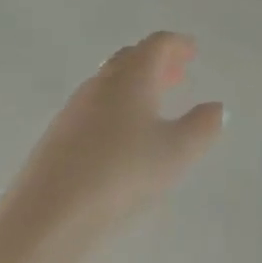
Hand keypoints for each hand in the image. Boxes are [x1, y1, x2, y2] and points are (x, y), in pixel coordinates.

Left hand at [1, 33, 223, 253]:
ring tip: (151, 107)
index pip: (157, 44)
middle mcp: (103, 81)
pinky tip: (119, 139)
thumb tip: (217, 107)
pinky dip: (114, 108)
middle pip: (132, 58)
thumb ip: (202, 127)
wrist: (43, 218)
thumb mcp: (175, 154)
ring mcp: (75, 108)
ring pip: (110, 83)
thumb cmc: (119, 175)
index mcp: (133, 75)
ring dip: (134, 86)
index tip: (192, 50)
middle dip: (156, 62)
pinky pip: (93, 107)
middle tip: (176, 74)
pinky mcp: (56, 137)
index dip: (177, 44)